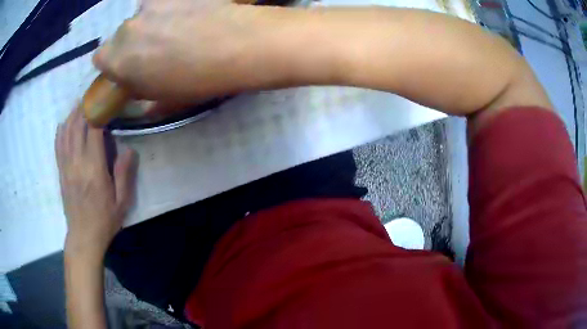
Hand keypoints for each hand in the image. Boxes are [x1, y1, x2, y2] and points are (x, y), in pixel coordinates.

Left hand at [56, 106, 136, 259]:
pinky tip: (63, 123)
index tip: (106, 99)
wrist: (83, 237)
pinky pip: (58, 146)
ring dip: (72, 115)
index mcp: (94, 169)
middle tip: (91, 95)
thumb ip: (124, 174)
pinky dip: (60, 131)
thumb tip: (129, 149)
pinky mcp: (61, 172)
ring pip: (66, 133)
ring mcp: (66, 167)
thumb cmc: (105, 220)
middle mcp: (77, 163)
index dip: (99, 111)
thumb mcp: (122, 201)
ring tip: (78, 103)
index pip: (94, 131)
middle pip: (77, 126)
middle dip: (84, 107)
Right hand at [93, 0, 259, 102]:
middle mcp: (127, 29)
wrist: (237, 45)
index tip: (127, 66)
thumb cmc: (196, 80)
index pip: (100, 59)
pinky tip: (192, 14)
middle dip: (133, 42)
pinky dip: (172, 7)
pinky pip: (164, 2)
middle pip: (121, 35)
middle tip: (158, 48)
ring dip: (153, 22)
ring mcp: (150, 5)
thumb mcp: (163, 98)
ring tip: (180, 28)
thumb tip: (136, 86)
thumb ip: (140, 91)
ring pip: (143, 15)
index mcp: (118, 60)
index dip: (112, 63)